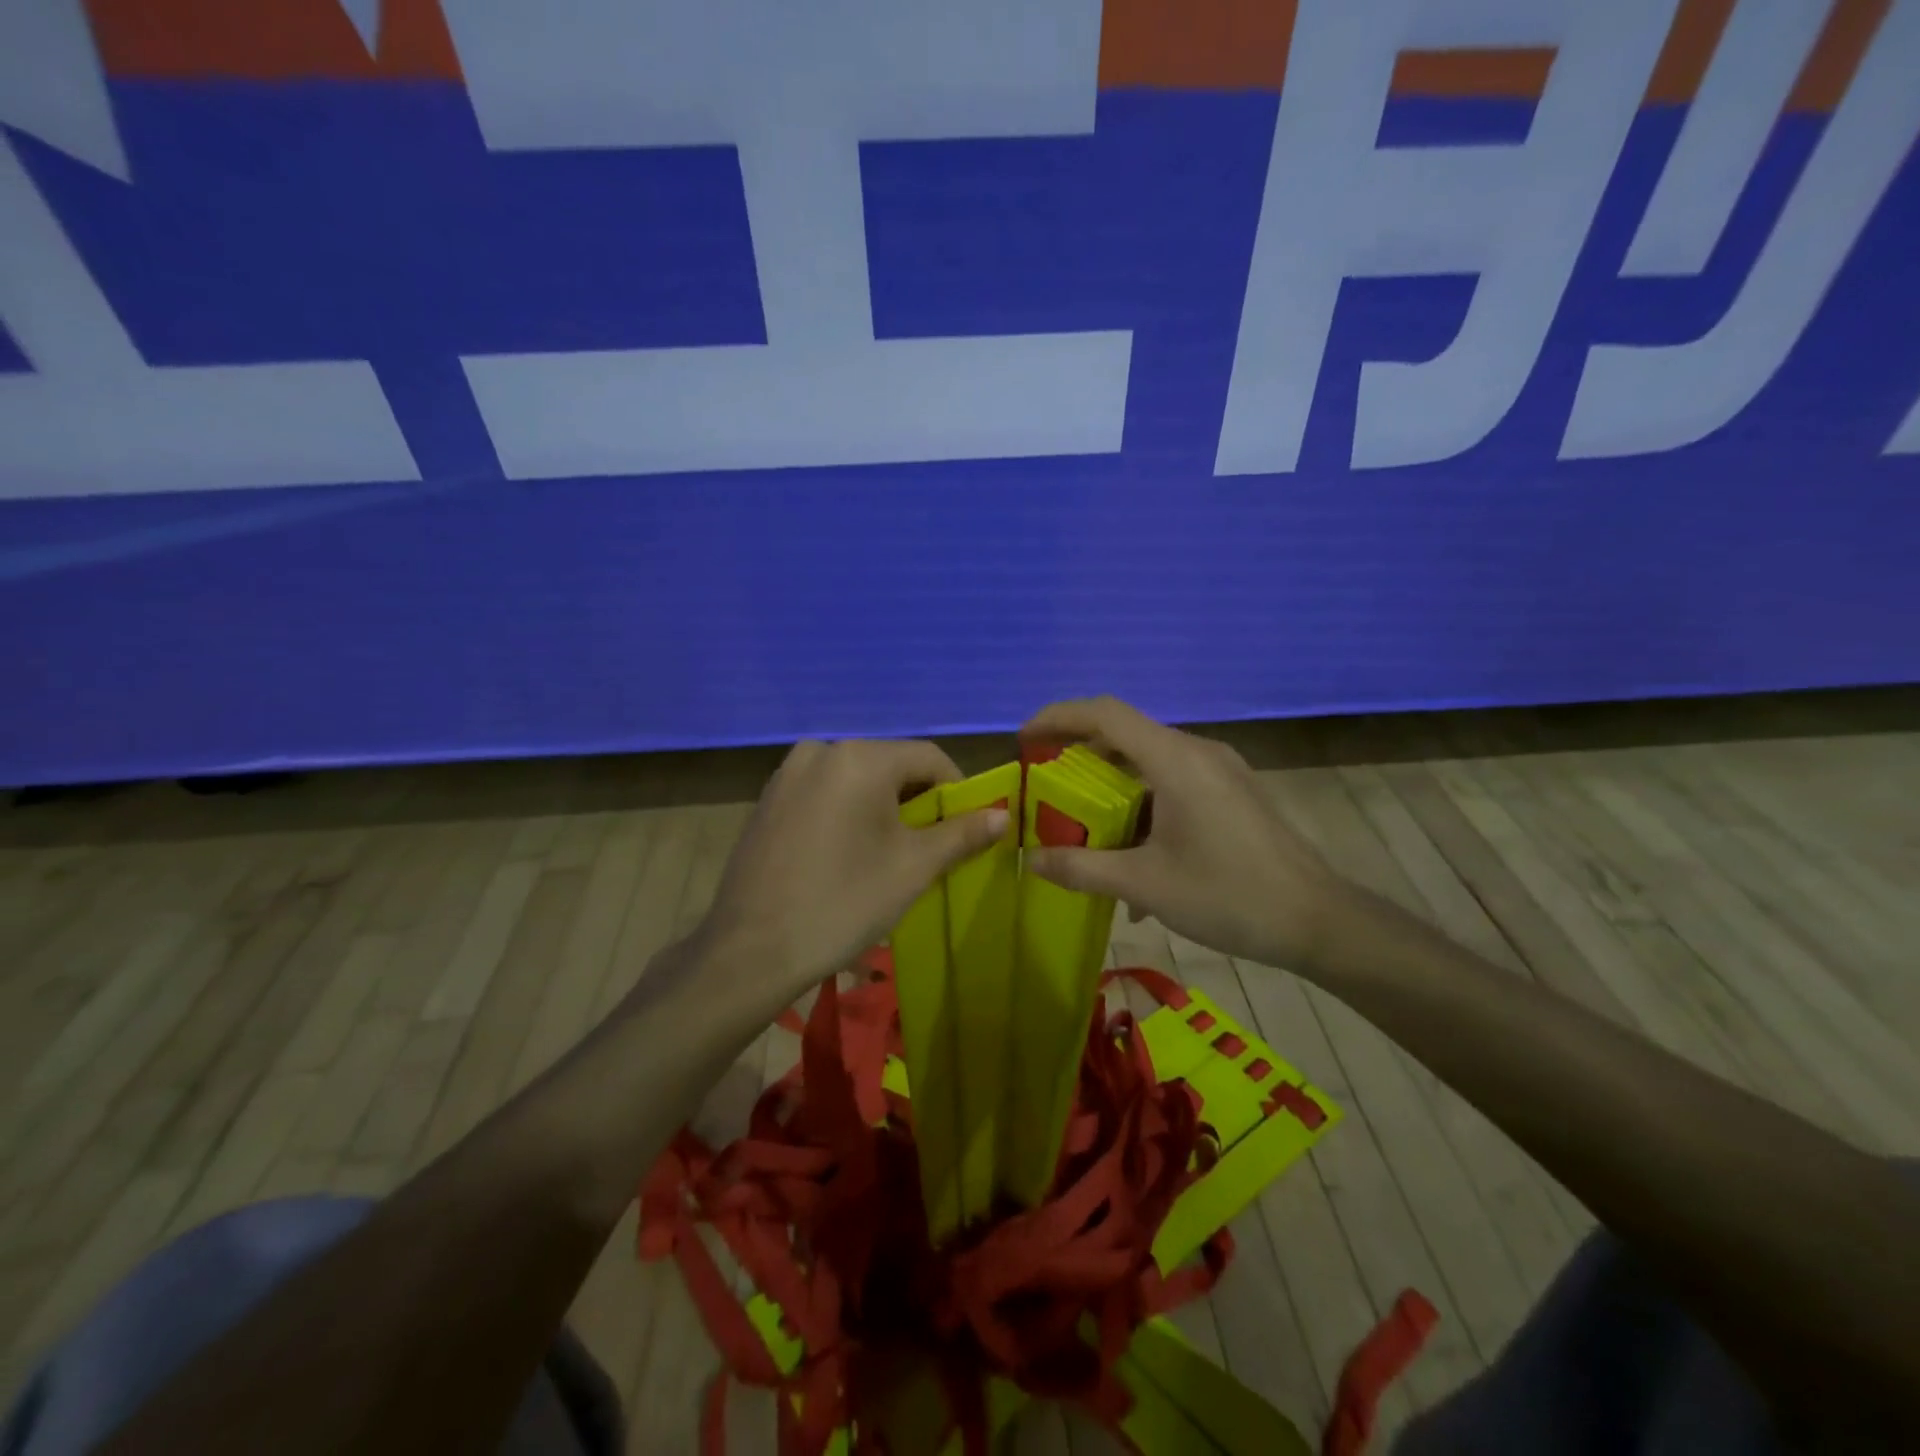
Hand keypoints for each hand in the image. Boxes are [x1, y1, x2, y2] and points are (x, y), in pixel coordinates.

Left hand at [692, 739, 1007, 1005]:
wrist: (751, 951)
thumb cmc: (843, 902)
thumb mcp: (913, 868)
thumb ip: (961, 833)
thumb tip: (1003, 813)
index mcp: (860, 757)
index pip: (929, 757)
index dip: (957, 789)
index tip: (967, 828)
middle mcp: (821, 750)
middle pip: (891, 765)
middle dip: (918, 800)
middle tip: (931, 847)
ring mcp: (788, 773)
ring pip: (857, 779)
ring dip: (883, 807)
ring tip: (889, 854)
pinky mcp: (768, 799)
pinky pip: (825, 792)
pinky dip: (848, 811)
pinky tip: (846, 853)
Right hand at [1020, 697, 1349, 971]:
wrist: (1319, 922)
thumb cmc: (1228, 896)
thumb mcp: (1145, 884)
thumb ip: (1081, 868)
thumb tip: (1030, 860)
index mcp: (1175, 760)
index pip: (1105, 713)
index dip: (1058, 717)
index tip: (1024, 741)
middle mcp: (1197, 752)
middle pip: (1125, 734)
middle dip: (1078, 755)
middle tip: (1045, 787)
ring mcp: (1220, 770)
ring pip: (1149, 761)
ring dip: (1111, 785)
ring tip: (1083, 825)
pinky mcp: (1232, 792)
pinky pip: (1173, 782)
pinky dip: (1142, 802)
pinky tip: (1133, 852)